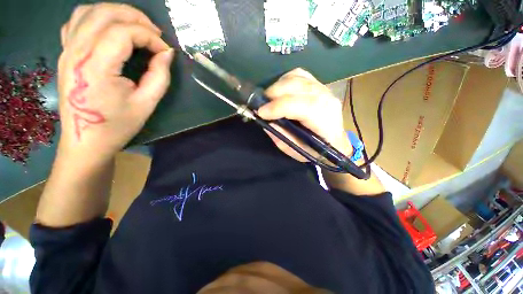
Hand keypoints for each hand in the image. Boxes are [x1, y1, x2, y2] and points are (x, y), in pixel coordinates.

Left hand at [57, 3, 173, 163]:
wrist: (86, 141)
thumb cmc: (117, 125)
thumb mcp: (147, 103)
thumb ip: (159, 76)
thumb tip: (166, 54)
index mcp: (96, 66)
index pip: (124, 33)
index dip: (150, 37)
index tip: (165, 51)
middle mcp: (76, 51)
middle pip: (106, 13)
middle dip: (136, 17)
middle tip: (155, 34)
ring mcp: (67, 50)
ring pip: (89, 11)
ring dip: (117, 13)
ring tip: (136, 27)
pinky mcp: (65, 54)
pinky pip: (77, 22)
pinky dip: (96, 17)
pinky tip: (110, 29)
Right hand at [258, 68, 352, 162]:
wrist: (335, 143)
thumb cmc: (316, 151)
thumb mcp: (297, 151)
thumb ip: (282, 137)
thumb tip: (267, 121)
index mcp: (325, 121)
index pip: (304, 106)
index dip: (280, 107)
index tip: (261, 112)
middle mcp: (327, 100)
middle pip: (299, 86)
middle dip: (275, 93)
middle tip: (261, 104)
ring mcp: (324, 89)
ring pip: (297, 77)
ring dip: (278, 86)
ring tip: (269, 98)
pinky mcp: (318, 85)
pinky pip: (299, 74)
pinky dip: (285, 80)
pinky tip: (280, 90)